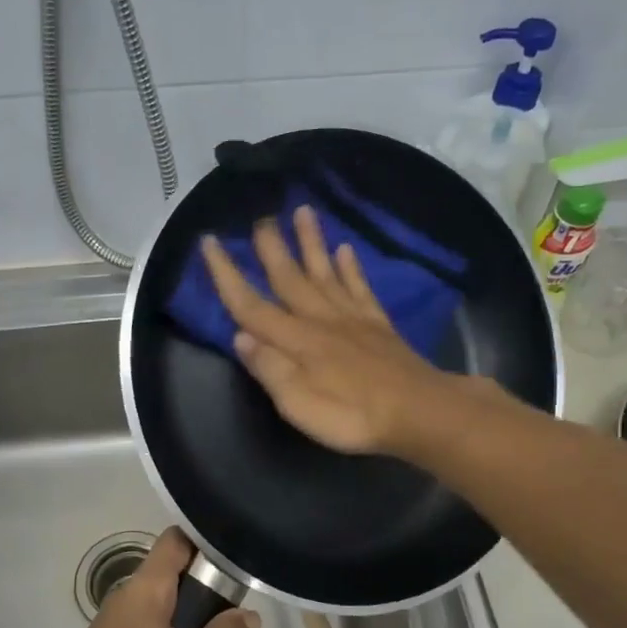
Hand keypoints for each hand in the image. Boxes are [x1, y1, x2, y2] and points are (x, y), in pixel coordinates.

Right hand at [200, 205, 465, 455]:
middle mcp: (319, 319)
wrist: (417, 411)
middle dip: (271, 247)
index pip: (250, 304)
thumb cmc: (351, 416)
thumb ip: (269, 368)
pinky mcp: (378, 324)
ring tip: (303, 211)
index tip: (209, 241)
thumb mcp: (298, 404)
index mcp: (295, 340)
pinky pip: (360, 287)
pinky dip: (351, 267)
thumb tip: (239, 336)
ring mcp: (352, 318)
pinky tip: (346, 249)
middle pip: (289, 277)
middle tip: (260, 216)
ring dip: (311, 242)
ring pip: (325, 272)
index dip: (226, 274)